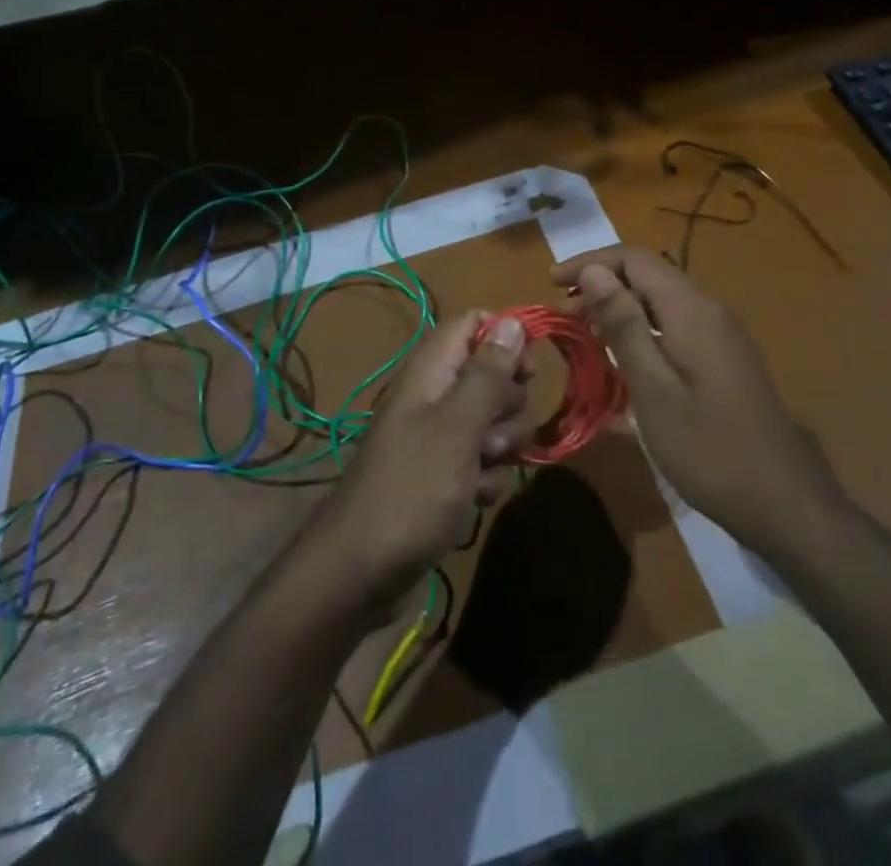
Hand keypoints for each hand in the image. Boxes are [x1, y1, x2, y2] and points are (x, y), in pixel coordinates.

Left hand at [302, 311, 533, 615]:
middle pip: (493, 376)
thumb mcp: (457, 428)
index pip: (474, 324)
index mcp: (431, 371)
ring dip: (501, 449)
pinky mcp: (445, 473)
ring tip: (478, 474)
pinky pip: (483, 461)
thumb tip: (512, 321)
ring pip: (494, 422)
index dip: (506, 340)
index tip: (528, 372)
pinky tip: (474, 500)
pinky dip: (486, 479)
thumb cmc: (412, 489)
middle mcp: (436, 395)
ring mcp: (440, 436)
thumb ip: (487, 374)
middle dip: (508, 408)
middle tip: (490, 437)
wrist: (362, 570)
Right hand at [551, 246, 843, 550]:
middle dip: (602, 281)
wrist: (783, 501)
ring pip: (662, 297)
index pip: (634, 258)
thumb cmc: (708, 447)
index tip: (551, 283)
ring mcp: (722, 332)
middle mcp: (709, 308)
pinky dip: (642, 324)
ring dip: (621, 303)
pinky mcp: (726, 355)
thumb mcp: (653, 387)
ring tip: (586, 330)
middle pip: (649, 272)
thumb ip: (623, 324)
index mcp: (691, 309)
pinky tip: (626, 354)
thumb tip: (593, 271)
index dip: (590, 262)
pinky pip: (676, 320)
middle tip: (564, 311)